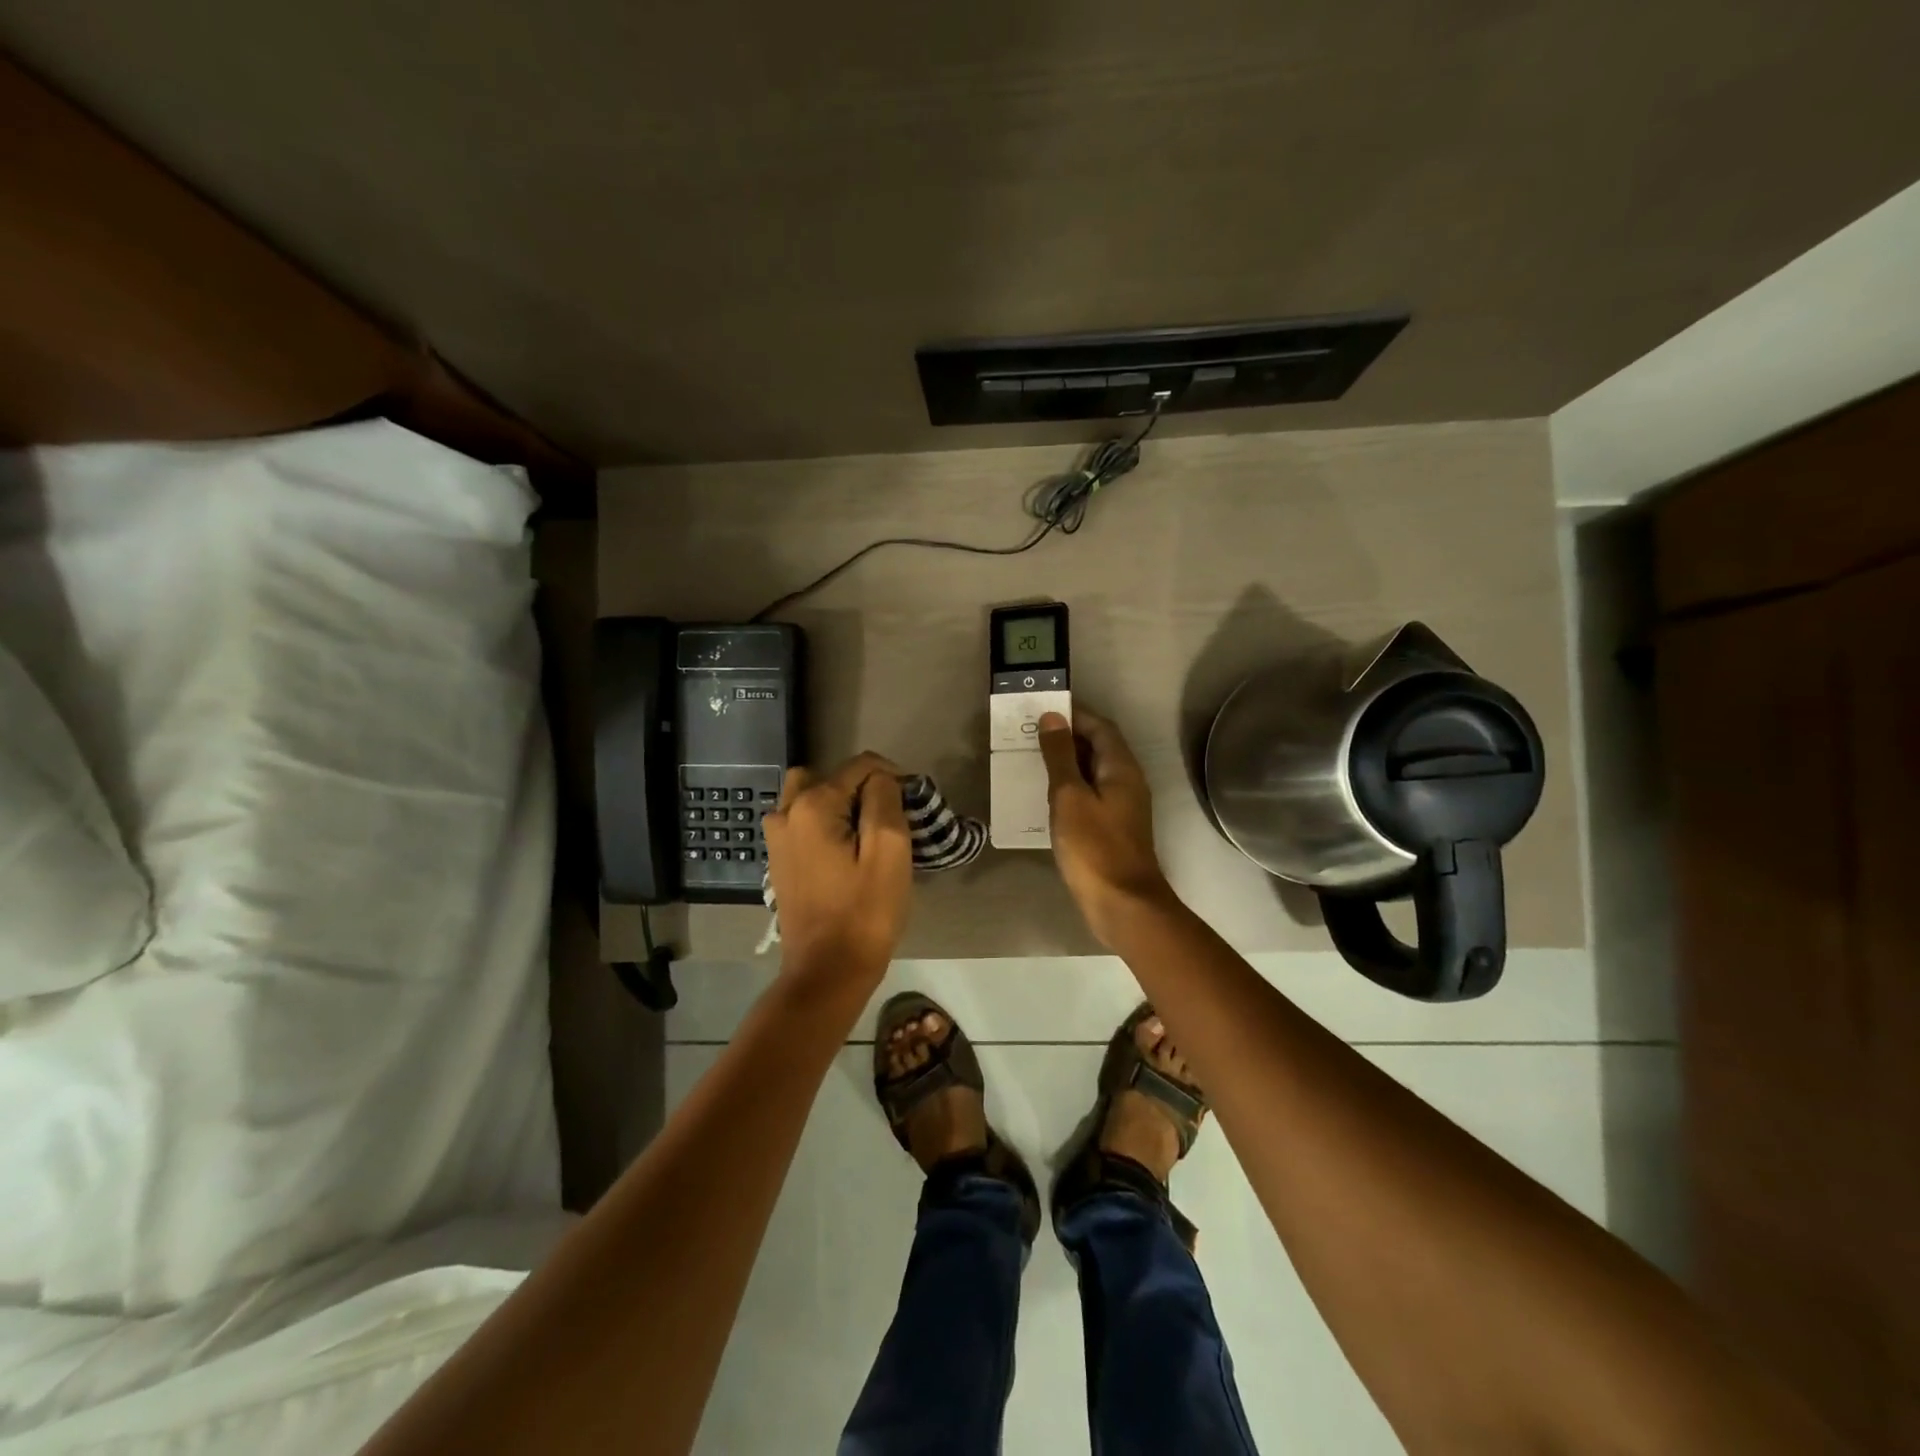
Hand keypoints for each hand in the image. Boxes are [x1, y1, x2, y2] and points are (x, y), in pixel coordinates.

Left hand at [763, 752, 912, 982]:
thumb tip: (880, 779)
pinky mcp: (779, 860)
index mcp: (812, 805)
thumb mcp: (890, 850)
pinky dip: (826, 823)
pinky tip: (846, 851)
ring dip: (840, 804)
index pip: (860, 767)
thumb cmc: (864, 912)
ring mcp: (777, 838)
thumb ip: (884, 799)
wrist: (826, 972)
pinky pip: (802, 822)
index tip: (913, 805)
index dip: (892, 777)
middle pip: (829, 777)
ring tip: (867, 833)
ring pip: (811, 797)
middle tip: (886, 816)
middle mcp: (785, 812)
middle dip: (861, 787)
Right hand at [1037, 708, 1175, 945]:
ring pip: (1093, 772)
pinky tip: (1046, 796)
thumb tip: (1052, 717)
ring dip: (1066, 762)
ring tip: (1032, 759)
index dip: (1074, 714)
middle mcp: (1127, 782)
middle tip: (1030, 733)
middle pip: (1098, 747)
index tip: (1043, 709)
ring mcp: (1122, 807)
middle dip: (1067, 736)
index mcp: (1121, 768)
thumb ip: (1060, 756)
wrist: (1122, 903)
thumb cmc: (1094, 847)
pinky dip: (1070, 787)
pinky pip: (1090, 795)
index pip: (1100, 727)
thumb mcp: (1070, 796)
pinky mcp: (1112, 828)